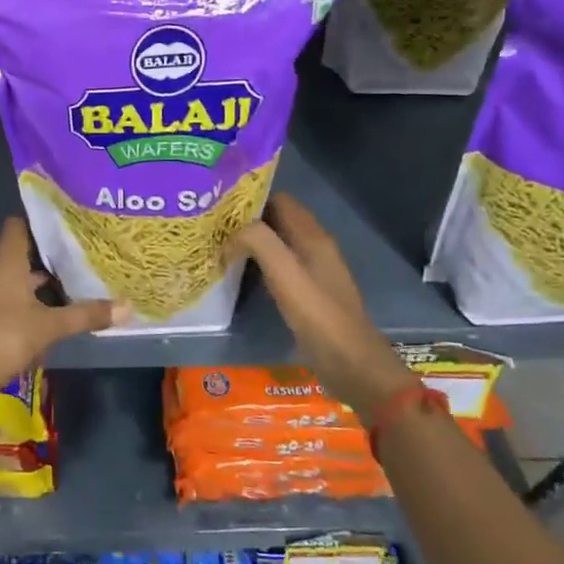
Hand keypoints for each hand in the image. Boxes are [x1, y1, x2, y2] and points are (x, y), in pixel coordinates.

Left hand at [0, 219, 124, 389]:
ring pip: (15, 278)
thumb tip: (127, 307)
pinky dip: (28, 300)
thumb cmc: (10, 335)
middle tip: (77, 253)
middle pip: (19, 253)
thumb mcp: (53, 325)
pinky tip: (50, 311)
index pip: (17, 227)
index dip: (38, 221)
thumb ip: (87, 314)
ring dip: (38, 281)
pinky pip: (9, 297)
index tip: (62, 222)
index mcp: (6, 263)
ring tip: (70, 281)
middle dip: (46, 255)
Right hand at [228, 194, 416, 410]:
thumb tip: (231, 232)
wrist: (352, 366)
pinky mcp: (308, 295)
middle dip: (247, 219)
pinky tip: (237, 274)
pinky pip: (279, 267)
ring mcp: (313, 273)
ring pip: (277, 244)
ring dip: (251, 242)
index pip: (281, 200)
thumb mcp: (285, 274)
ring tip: (217, 245)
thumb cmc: (319, 317)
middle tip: (211, 225)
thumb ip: (259, 242)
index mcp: (314, 237)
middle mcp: (315, 249)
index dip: (251, 197)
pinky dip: (258, 264)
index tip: (219, 203)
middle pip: (278, 221)